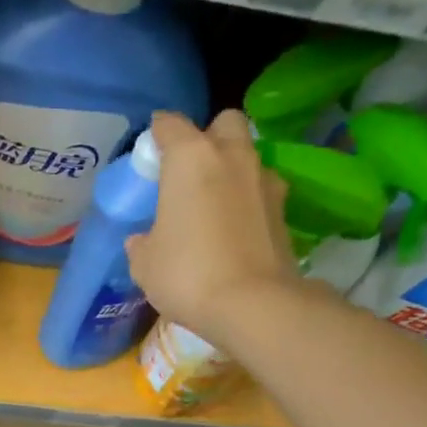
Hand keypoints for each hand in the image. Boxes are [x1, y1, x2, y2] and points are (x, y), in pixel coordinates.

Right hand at [126, 110, 301, 350]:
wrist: (252, 304)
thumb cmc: (187, 274)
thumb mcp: (145, 264)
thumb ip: (142, 243)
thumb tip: (143, 240)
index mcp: (190, 158)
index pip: (169, 124)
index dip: (157, 135)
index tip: (150, 155)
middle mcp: (232, 156)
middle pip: (224, 123)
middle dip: (208, 137)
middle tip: (191, 172)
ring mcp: (264, 180)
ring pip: (248, 155)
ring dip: (232, 169)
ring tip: (215, 204)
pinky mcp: (284, 209)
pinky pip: (262, 190)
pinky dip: (249, 201)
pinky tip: (236, 229)